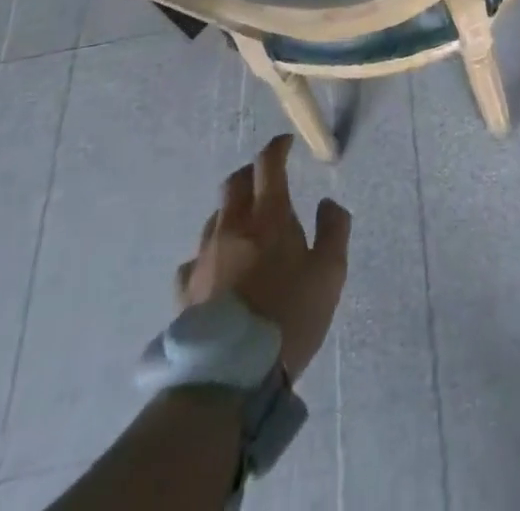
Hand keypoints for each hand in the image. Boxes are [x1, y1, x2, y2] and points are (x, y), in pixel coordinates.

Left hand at [177, 134, 350, 380]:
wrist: (230, 376)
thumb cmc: (288, 318)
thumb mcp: (329, 274)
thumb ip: (334, 230)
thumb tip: (327, 203)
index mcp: (268, 217)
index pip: (268, 165)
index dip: (277, 148)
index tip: (286, 143)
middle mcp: (232, 228)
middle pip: (234, 184)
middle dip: (251, 173)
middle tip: (266, 177)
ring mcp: (204, 258)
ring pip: (215, 217)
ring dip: (231, 210)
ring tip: (245, 224)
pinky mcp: (185, 291)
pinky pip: (195, 258)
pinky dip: (211, 251)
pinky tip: (218, 267)